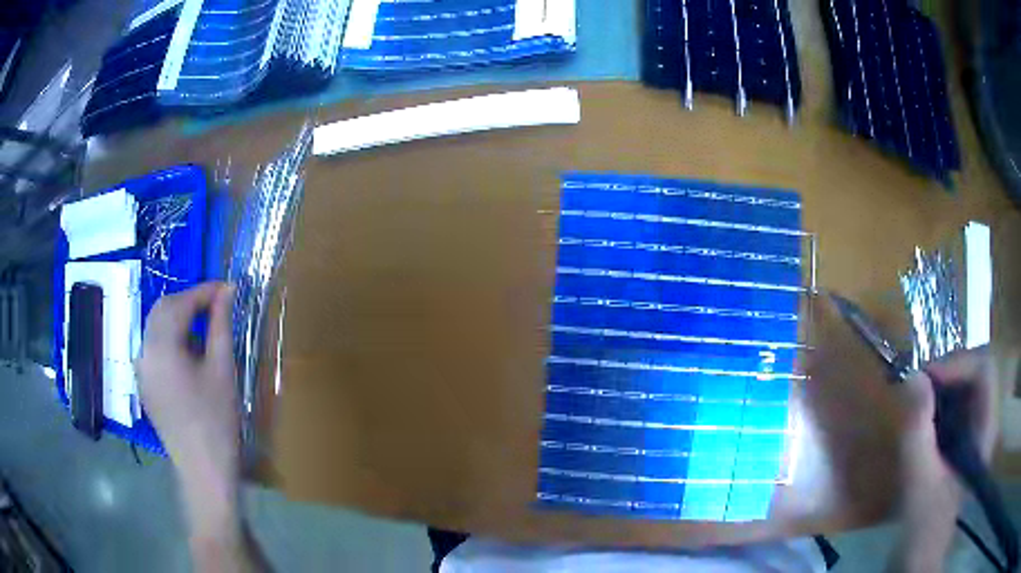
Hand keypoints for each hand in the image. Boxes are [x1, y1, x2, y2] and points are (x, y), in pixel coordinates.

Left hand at [136, 283, 239, 519]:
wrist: (202, 470)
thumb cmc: (216, 422)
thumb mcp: (222, 370)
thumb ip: (221, 326)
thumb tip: (227, 291)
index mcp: (161, 348)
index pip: (179, 303)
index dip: (203, 291)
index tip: (227, 289)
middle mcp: (143, 352)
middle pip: (161, 310)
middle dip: (188, 302)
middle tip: (216, 307)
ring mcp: (141, 370)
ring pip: (155, 327)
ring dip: (178, 319)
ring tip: (204, 330)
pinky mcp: (144, 384)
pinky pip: (153, 348)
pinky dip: (170, 339)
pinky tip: (189, 355)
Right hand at [889, 346, 998, 572]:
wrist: (918, 560)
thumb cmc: (924, 526)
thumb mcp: (919, 482)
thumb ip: (917, 430)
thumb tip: (911, 376)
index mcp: (985, 430)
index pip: (984, 369)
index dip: (958, 364)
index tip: (926, 378)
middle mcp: (985, 423)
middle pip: (975, 373)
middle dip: (947, 372)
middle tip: (917, 386)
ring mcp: (974, 434)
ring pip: (964, 387)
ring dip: (940, 387)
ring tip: (915, 402)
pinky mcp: (960, 444)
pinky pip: (954, 407)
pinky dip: (936, 404)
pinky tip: (919, 421)